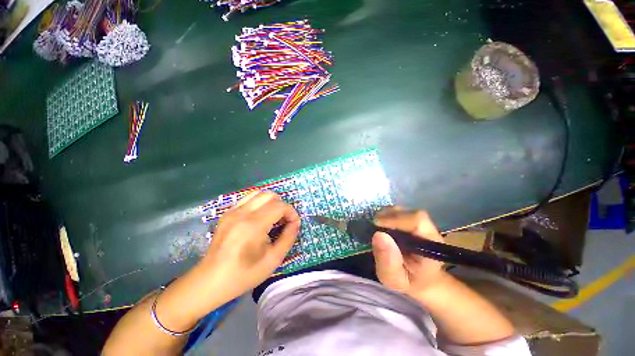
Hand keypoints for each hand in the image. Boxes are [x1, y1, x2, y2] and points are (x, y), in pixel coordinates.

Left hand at [198, 191, 300, 302]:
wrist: (211, 281)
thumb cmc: (244, 274)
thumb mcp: (273, 259)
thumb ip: (288, 237)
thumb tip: (295, 223)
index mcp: (254, 225)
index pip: (280, 206)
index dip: (292, 213)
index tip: (294, 224)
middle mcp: (243, 212)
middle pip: (270, 195)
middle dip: (282, 205)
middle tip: (283, 220)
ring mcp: (233, 211)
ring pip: (258, 193)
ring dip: (270, 202)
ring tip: (272, 217)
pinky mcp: (227, 213)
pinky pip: (247, 198)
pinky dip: (258, 203)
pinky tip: (259, 217)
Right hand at [372, 206, 446, 297]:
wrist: (420, 280)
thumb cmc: (408, 281)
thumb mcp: (395, 279)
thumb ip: (388, 261)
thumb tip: (378, 234)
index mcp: (431, 244)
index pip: (417, 221)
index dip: (395, 220)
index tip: (376, 226)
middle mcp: (428, 229)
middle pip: (408, 213)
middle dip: (387, 217)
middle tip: (372, 228)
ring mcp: (421, 223)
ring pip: (402, 210)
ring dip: (385, 216)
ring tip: (376, 228)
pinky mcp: (412, 220)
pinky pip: (397, 212)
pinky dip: (385, 216)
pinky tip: (381, 226)